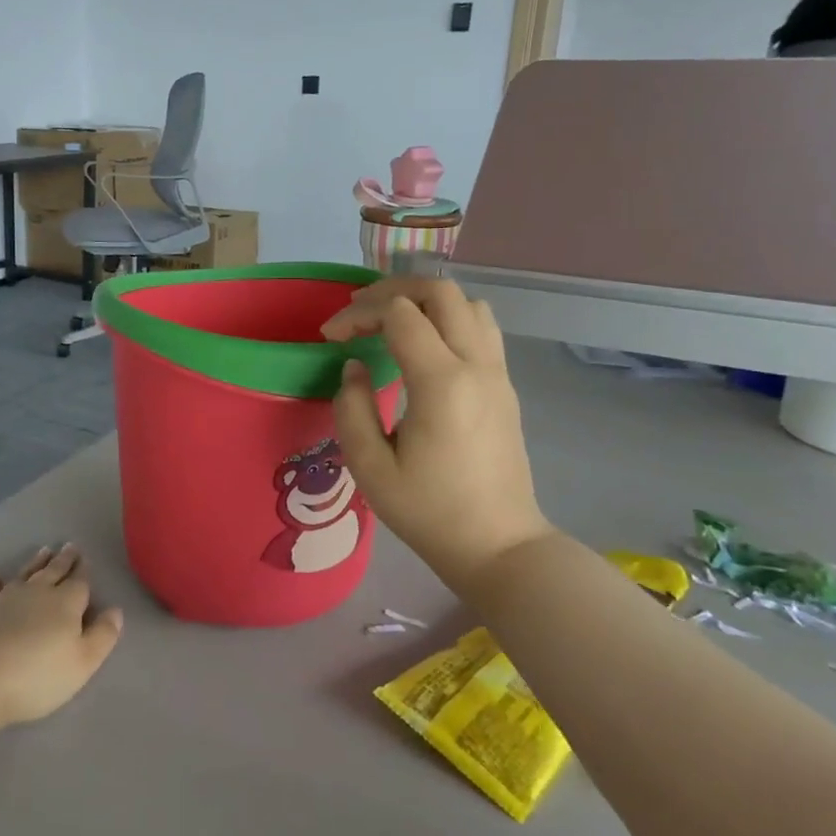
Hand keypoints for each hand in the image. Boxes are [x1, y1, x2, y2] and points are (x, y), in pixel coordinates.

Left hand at [0, 545, 123, 731]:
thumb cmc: (35, 676)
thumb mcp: (82, 664)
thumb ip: (102, 636)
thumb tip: (116, 611)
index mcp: (65, 604)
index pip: (79, 582)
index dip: (84, 571)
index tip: (85, 557)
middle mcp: (36, 593)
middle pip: (53, 572)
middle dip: (64, 560)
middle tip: (69, 546)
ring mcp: (4, 599)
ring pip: (25, 574)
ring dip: (36, 563)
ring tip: (44, 550)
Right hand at [324, 277, 553, 589]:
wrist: (499, 545)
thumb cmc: (429, 512)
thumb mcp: (370, 468)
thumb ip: (352, 408)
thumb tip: (355, 366)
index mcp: (441, 383)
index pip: (399, 314)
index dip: (358, 314)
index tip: (330, 337)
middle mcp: (476, 365)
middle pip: (441, 291)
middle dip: (392, 290)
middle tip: (358, 312)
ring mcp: (498, 373)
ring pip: (468, 303)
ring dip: (426, 301)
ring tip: (391, 321)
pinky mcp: (504, 386)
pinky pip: (481, 328)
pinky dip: (448, 318)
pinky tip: (423, 346)